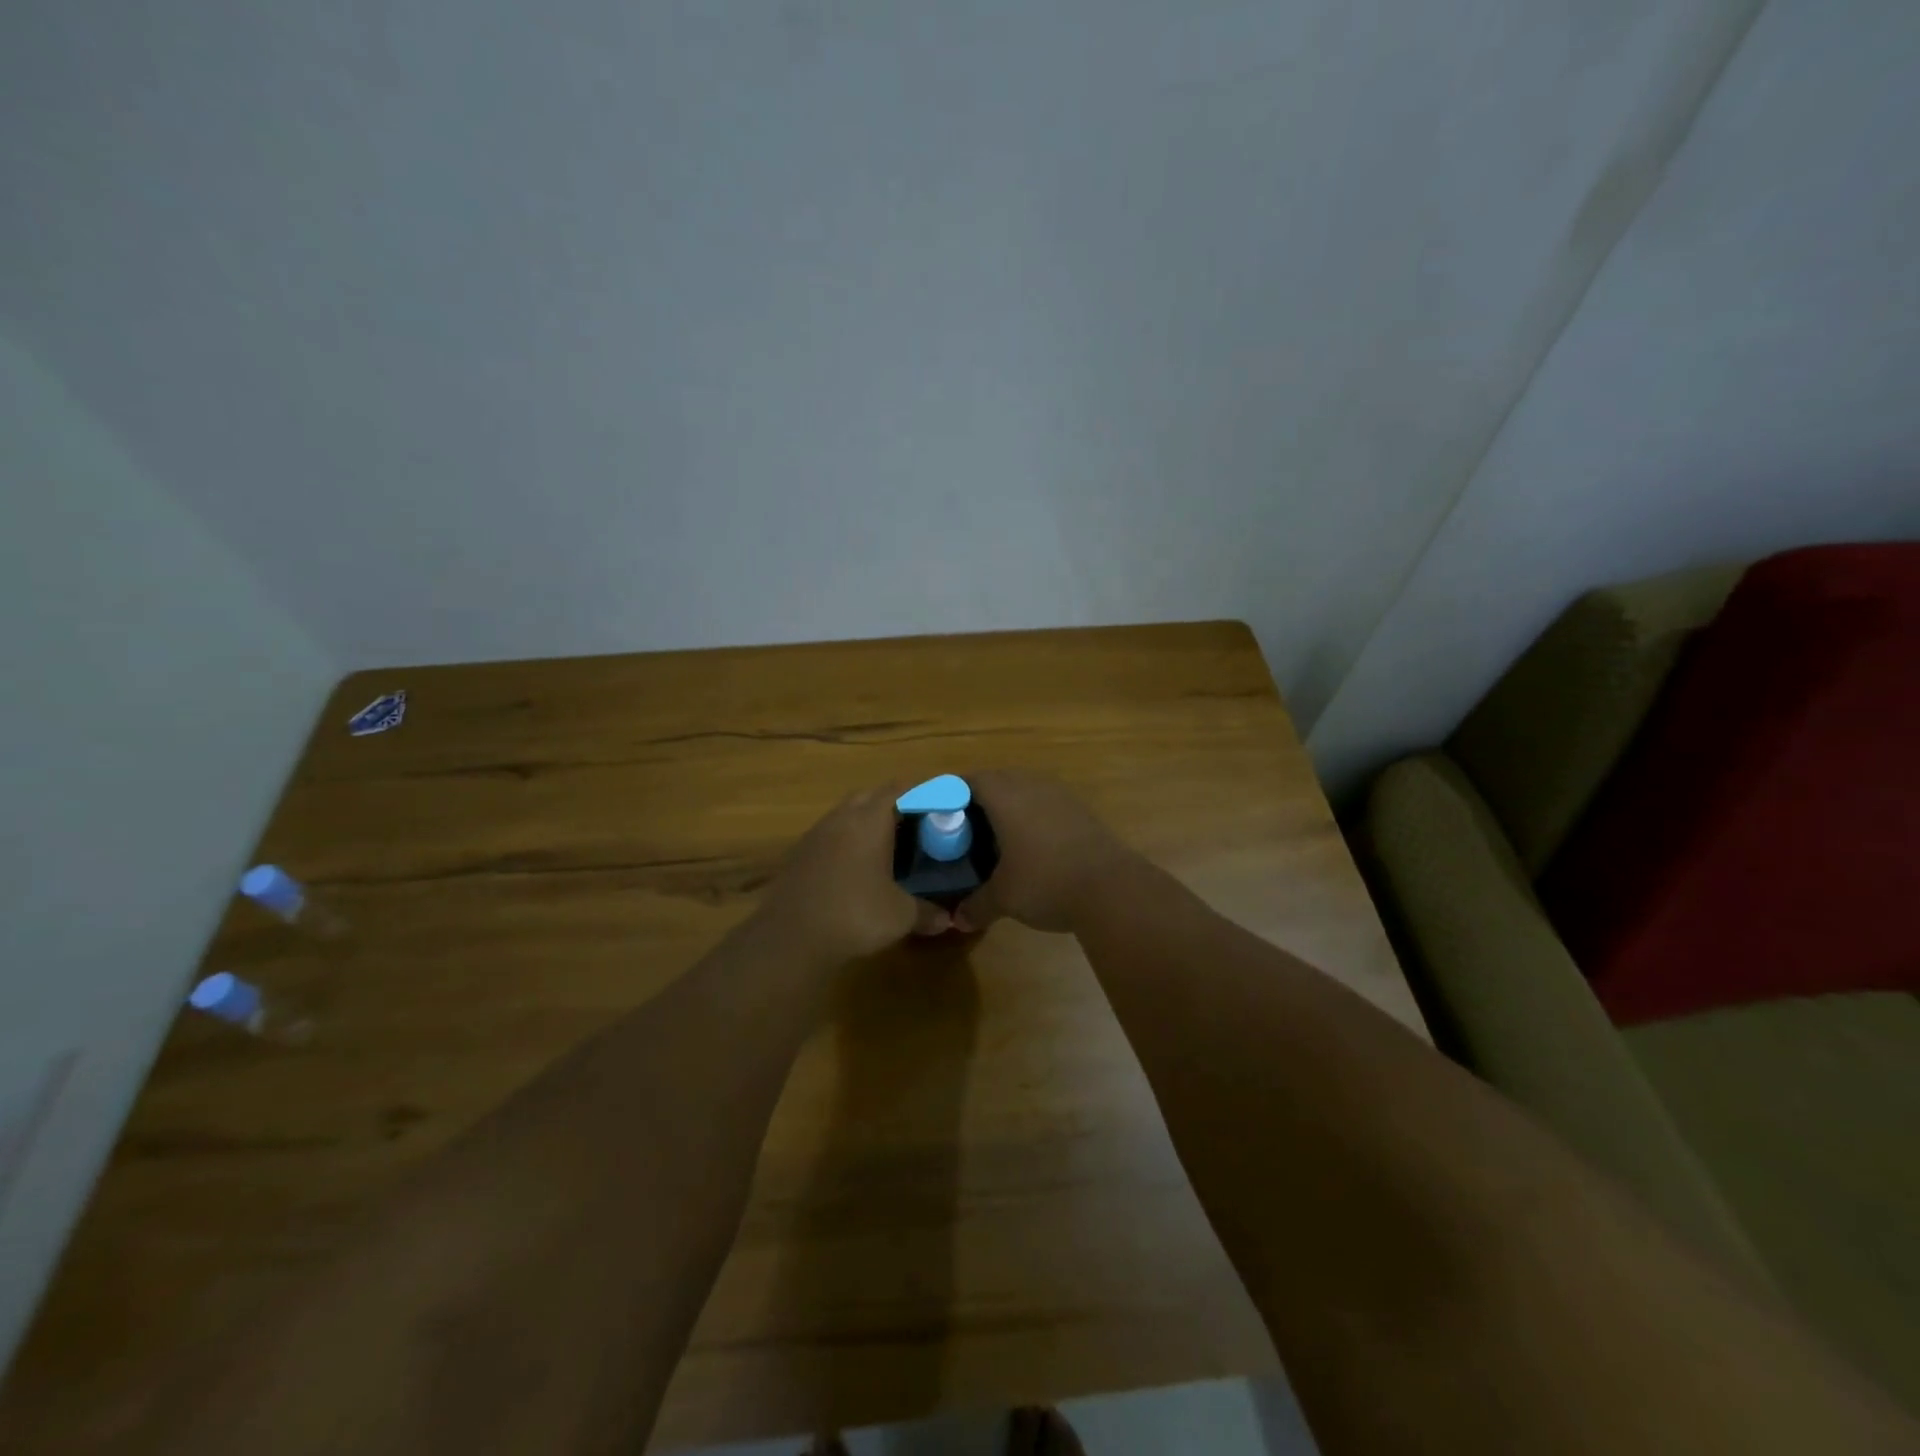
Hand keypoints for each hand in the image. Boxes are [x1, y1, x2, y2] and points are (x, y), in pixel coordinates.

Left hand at [758, 784, 950, 961]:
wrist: (789, 938)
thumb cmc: (854, 915)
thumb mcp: (900, 916)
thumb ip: (927, 912)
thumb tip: (949, 920)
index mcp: (870, 819)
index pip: (900, 789)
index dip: (922, 791)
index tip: (940, 801)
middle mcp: (841, 818)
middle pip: (871, 796)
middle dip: (895, 803)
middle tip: (917, 823)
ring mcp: (816, 835)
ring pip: (847, 814)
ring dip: (868, 822)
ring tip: (890, 845)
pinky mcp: (799, 855)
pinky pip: (831, 835)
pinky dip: (849, 842)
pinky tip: (858, 867)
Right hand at [953, 770, 1137, 933]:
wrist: (1112, 888)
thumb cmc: (1046, 882)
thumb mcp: (1004, 898)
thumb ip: (977, 904)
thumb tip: (958, 920)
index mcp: (1005, 796)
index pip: (970, 780)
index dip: (950, 792)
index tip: (938, 809)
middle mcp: (1032, 786)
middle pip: (998, 780)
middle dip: (978, 798)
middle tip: (963, 824)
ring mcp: (1061, 796)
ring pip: (1025, 789)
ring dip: (1008, 805)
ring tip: (995, 833)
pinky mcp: (1082, 811)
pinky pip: (1046, 803)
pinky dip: (1032, 816)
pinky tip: (1030, 844)